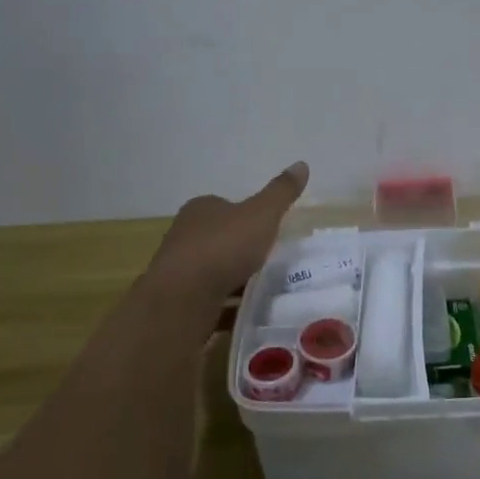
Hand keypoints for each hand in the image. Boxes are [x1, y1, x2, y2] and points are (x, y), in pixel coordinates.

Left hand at [142, 161, 309, 307]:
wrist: (183, 298)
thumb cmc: (223, 247)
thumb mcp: (262, 214)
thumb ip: (281, 193)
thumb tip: (302, 164)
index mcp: (201, 209)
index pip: (225, 206)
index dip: (246, 217)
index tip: (267, 231)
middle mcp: (184, 235)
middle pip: (217, 238)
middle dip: (239, 249)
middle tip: (267, 260)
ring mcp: (177, 269)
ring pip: (211, 270)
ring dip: (231, 279)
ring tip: (260, 290)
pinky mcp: (177, 300)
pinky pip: (207, 300)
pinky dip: (224, 305)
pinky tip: (243, 315)